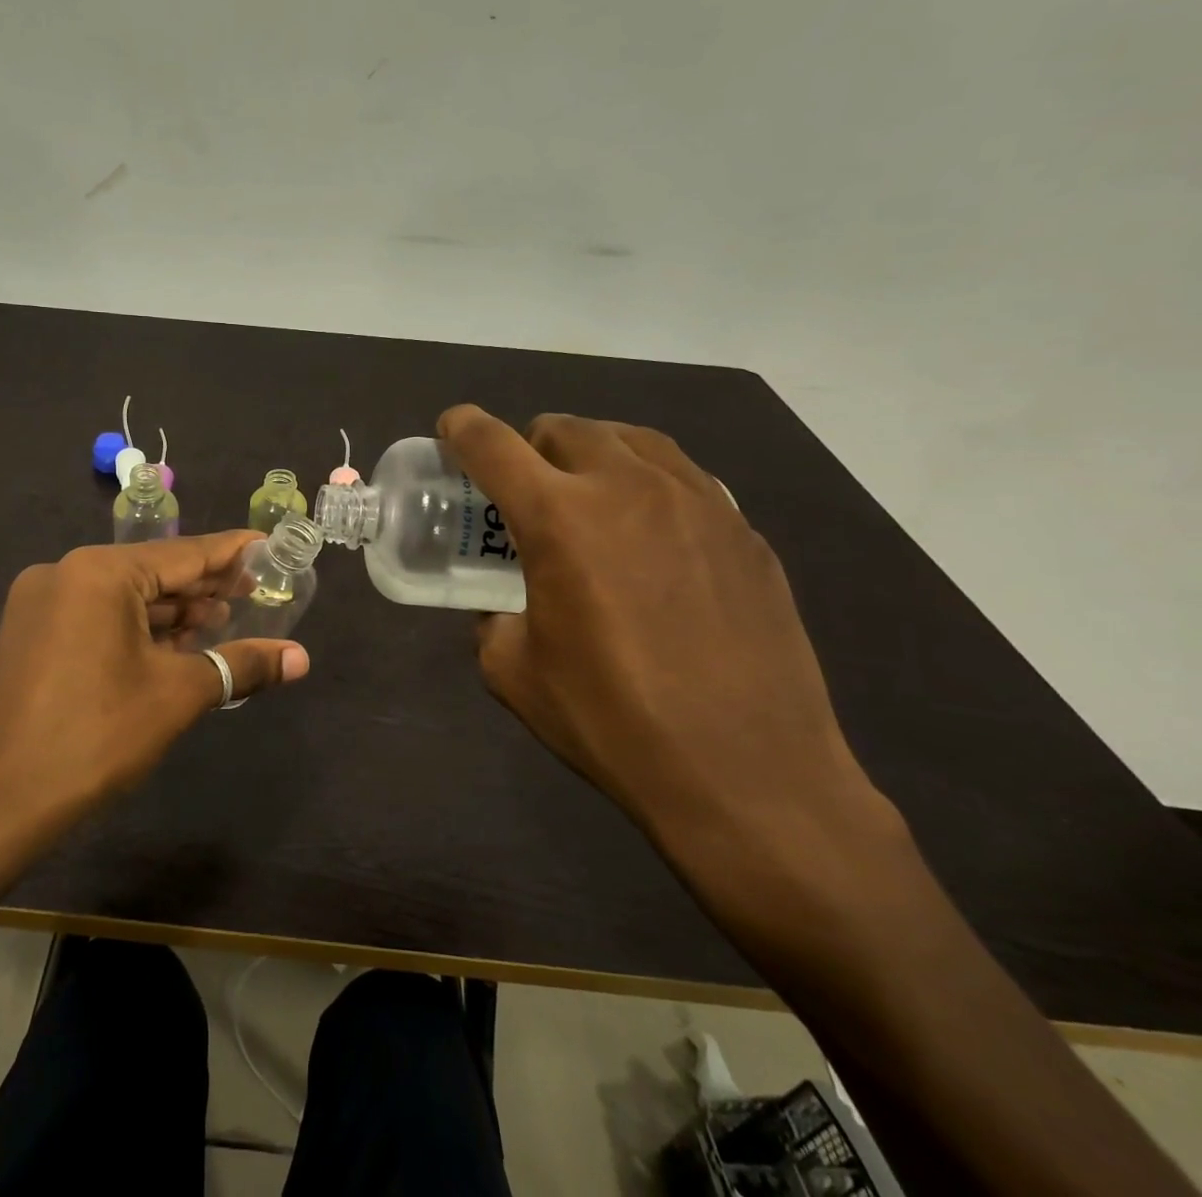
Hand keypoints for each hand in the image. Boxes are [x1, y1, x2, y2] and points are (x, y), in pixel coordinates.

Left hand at [0, 532, 310, 849]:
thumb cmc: (95, 737)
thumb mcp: (177, 695)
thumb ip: (241, 665)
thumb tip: (301, 659)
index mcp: (98, 572)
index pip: (183, 553)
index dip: (231, 553)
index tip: (268, 548)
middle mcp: (64, 573)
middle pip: (151, 572)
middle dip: (203, 587)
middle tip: (254, 592)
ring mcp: (40, 604)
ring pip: (122, 597)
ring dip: (170, 612)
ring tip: (219, 622)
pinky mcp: (29, 635)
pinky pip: (96, 617)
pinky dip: (135, 629)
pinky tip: (170, 646)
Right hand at [438, 406, 902, 895]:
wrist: (749, 774)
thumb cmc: (613, 721)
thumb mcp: (514, 672)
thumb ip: (492, 619)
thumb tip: (503, 608)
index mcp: (559, 517)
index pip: (493, 443)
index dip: (462, 427)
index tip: (451, 431)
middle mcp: (627, 487)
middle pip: (564, 427)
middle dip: (530, 445)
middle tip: (525, 488)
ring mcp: (697, 501)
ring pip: (630, 438)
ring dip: (591, 454)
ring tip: (587, 496)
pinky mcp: (743, 529)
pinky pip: (683, 476)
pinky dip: (648, 483)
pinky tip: (650, 533)